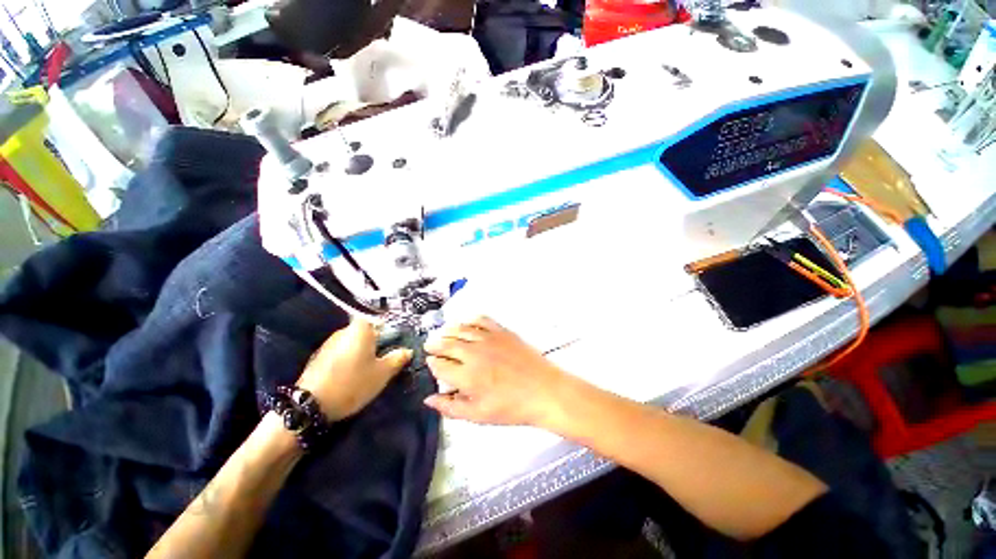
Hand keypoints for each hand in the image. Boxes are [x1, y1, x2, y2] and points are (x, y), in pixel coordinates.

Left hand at [296, 318, 411, 420]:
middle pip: (366, 330)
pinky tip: (353, 373)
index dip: (389, 327)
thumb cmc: (353, 383)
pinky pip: (342, 352)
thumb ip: (397, 359)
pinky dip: (350, 358)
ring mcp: (329, 344)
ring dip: (363, 350)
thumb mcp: (382, 373)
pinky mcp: (319, 357)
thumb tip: (408, 351)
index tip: (396, 339)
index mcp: (361, 329)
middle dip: (377, 340)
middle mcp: (344, 331)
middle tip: (386, 355)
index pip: (378, 318)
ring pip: (353, 342)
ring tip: (371, 366)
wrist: (310, 405)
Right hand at [423, 316, 568, 426]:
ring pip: (461, 329)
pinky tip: (467, 322)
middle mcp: (474, 353)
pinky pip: (482, 320)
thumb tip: (429, 399)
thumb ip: (450, 407)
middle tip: (429, 345)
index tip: (430, 362)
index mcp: (466, 375)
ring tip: (443, 332)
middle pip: (447, 343)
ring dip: (449, 330)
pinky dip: (471, 320)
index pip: (440, 365)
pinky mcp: (502, 331)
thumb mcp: (478, 415)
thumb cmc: (512, 407)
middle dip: (435, 344)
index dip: (432, 363)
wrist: (544, 390)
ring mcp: (489, 339)